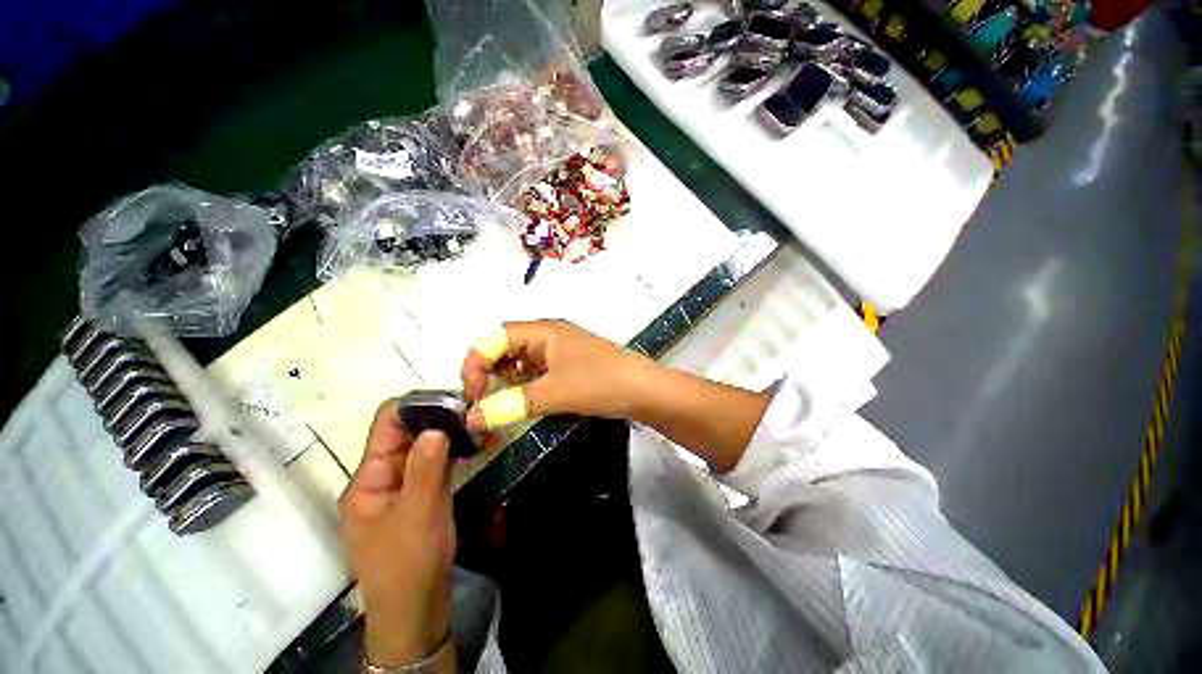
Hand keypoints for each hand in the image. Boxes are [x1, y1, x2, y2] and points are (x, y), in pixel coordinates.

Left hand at [339, 403, 454, 668]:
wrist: (415, 608)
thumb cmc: (409, 562)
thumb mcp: (418, 513)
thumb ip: (426, 467)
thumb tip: (437, 426)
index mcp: (368, 479)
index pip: (386, 425)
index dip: (415, 406)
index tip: (451, 398)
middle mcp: (382, 477)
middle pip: (407, 433)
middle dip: (437, 418)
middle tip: (473, 409)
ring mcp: (402, 486)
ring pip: (423, 447)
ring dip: (448, 434)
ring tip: (477, 423)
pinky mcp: (420, 494)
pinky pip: (434, 464)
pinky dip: (452, 452)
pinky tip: (473, 445)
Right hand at [460, 320, 657, 430]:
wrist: (644, 390)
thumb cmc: (599, 383)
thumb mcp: (553, 393)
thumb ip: (510, 404)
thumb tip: (471, 419)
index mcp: (543, 331)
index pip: (494, 338)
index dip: (476, 363)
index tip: (472, 395)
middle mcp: (549, 335)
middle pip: (506, 346)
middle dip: (489, 371)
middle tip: (484, 400)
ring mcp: (561, 350)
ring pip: (522, 360)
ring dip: (508, 380)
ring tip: (504, 403)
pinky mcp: (570, 364)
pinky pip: (538, 370)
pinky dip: (526, 384)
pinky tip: (527, 400)